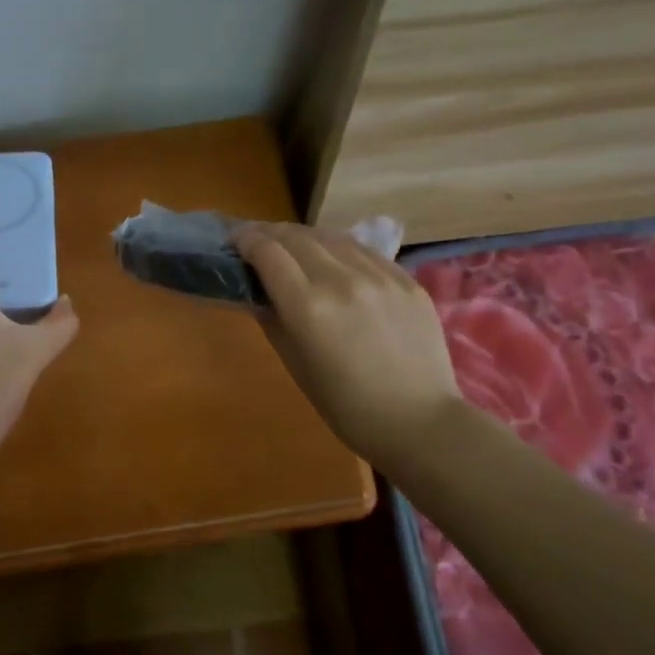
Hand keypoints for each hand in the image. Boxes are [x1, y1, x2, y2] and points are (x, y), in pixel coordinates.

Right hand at [232, 222, 458, 470]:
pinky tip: (333, 257)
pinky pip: (364, 250)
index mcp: (308, 307)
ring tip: (292, 244)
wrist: (419, 422)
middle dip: (270, 233)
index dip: (245, 240)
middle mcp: (341, 280)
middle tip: (257, 241)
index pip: (268, 252)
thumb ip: (272, 319)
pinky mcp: (406, 279)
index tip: (234, 241)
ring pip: (331, 236)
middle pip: (296, 237)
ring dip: (304, 236)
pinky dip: (339, 247)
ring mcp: (379, 275)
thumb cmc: (346, 406)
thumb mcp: (295, 364)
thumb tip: (256, 290)